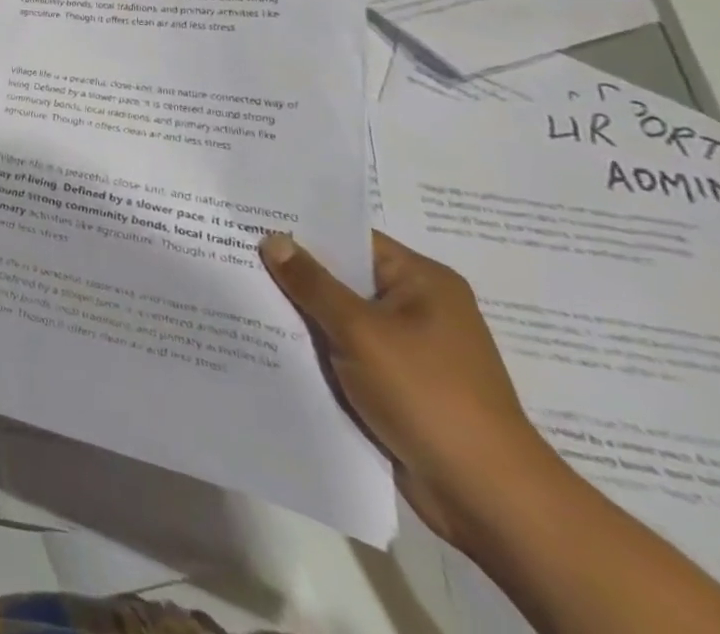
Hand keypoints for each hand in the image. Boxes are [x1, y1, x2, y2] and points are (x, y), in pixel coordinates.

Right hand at [260, 230, 556, 545]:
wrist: (488, 499)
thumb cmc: (429, 397)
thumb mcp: (360, 331)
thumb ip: (312, 283)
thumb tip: (273, 239)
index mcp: (423, 282)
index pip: (350, 238)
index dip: (301, 229)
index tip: (250, 220)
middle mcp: (417, 307)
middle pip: (341, 276)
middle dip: (293, 272)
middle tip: (231, 252)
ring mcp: (407, 348)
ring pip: (338, 316)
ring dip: (300, 312)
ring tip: (238, 292)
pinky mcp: (396, 383)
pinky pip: (344, 350)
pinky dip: (314, 346)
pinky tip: (269, 338)